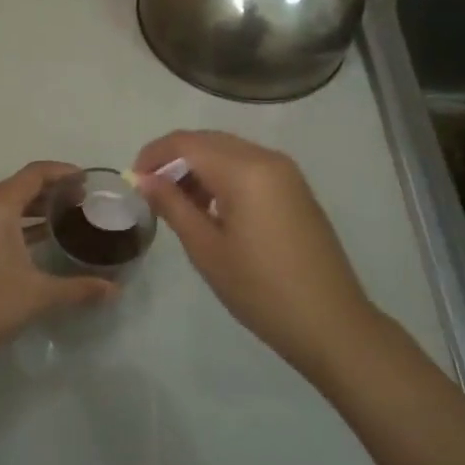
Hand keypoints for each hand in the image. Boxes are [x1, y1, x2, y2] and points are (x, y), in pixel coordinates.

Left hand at [0, 161, 115, 377]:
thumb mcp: (38, 295)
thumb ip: (79, 289)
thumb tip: (115, 291)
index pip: (34, 174)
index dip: (63, 172)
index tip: (90, 181)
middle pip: (21, 186)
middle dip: (53, 191)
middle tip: (86, 202)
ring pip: (8, 205)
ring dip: (37, 208)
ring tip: (70, 218)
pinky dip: (21, 224)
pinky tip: (43, 242)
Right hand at [134, 131, 376, 374]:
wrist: (331, 323)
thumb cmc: (260, 289)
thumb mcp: (206, 249)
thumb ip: (172, 205)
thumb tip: (143, 179)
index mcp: (244, 170)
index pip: (186, 143)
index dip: (153, 154)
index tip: (133, 180)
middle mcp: (267, 158)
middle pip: (208, 141)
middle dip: (175, 159)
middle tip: (152, 193)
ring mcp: (286, 172)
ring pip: (229, 152)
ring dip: (199, 167)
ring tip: (180, 205)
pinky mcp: (296, 189)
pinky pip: (250, 166)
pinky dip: (224, 176)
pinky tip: (213, 210)